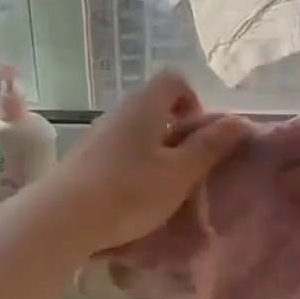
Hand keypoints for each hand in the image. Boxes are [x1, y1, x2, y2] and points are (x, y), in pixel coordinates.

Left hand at [29, 71, 249, 254]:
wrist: (60, 219)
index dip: (194, 100)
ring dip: (158, 152)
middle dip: (179, 132)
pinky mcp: (86, 158)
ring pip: (139, 131)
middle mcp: (120, 111)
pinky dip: (136, 166)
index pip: (175, 79)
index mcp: (145, 105)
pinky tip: (136, 197)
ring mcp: (99, 134)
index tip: (200, 135)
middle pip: (157, 106)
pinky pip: (121, 151)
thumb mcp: (179, 173)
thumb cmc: (129, 192)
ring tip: (165, 187)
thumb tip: (239, 120)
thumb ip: (209, 146)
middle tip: (189, 167)